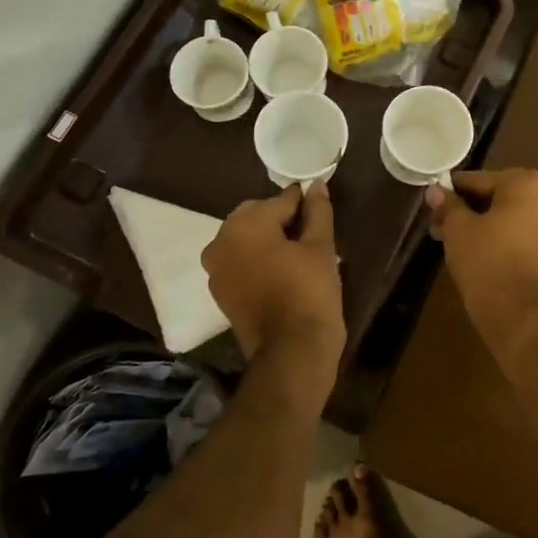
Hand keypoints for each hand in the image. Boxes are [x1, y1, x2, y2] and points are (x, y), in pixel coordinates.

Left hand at [201, 182, 344, 370]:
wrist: (291, 352)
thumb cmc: (309, 292)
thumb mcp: (321, 248)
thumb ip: (317, 212)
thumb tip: (317, 185)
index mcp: (245, 224)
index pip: (280, 200)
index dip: (303, 203)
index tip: (320, 209)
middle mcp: (221, 240)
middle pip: (257, 216)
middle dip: (281, 220)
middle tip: (311, 235)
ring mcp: (216, 268)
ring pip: (245, 238)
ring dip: (267, 239)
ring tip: (297, 254)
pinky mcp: (219, 291)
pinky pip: (239, 261)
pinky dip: (256, 259)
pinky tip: (281, 271)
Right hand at [425, 168, 537, 357]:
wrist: (517, 312)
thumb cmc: (486, 260)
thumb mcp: (458, 228)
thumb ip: (448, 204)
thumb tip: (435, 191)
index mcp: (528, 183)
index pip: (481, 180)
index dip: (453, 190)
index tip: (434, 200)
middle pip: (497, 195)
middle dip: (467, 208)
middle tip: (439, 223)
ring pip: (509, 214)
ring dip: (481, 221)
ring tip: (451, 238)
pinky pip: (522, 230)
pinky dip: (501, 233)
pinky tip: (475, 246)